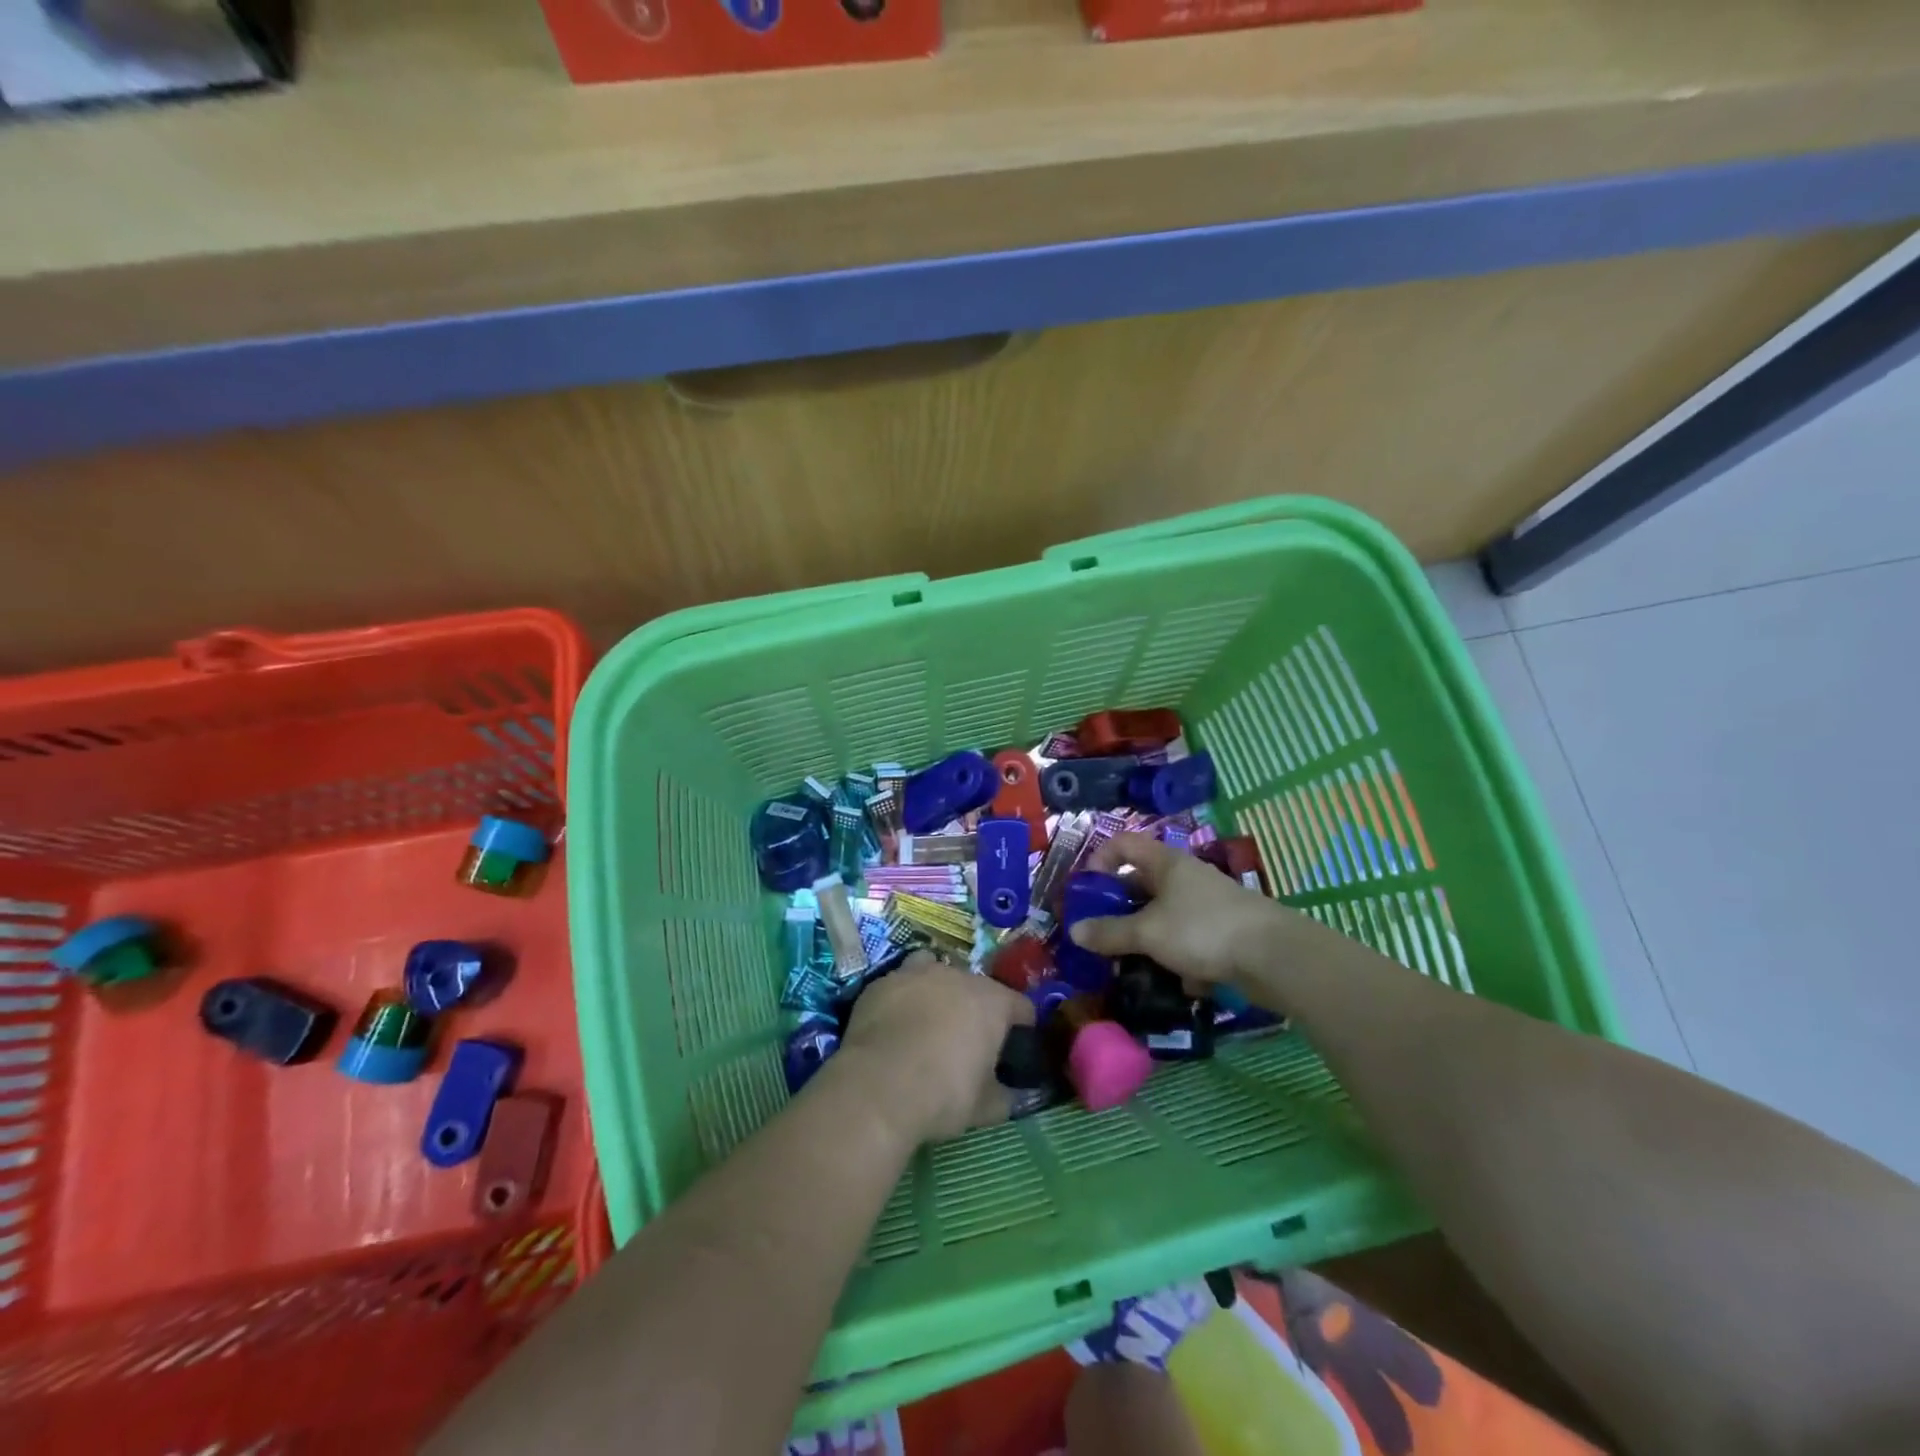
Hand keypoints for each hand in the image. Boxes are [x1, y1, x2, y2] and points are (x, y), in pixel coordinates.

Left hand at [840, 955, 1035, 1144]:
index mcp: (993, 1001)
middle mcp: (958, 976)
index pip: (1021, 1007)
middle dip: (975, 1010)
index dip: (1022, 1028)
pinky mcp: (881, 983)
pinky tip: (893, 1028)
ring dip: (937, 993)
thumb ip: (1005, 1096)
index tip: (1015, 1050)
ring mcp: (916, 973)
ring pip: (935, 973)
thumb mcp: (984, 1107)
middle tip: (967, 1043)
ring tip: (928, 1024)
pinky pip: (900, 986)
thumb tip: (1013, 1095)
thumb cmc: (943, 1094)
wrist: (878, 1086)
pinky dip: (902, 1002)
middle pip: (976, 987)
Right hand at [1070, 832, 1282, 987]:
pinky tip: (1185, 982)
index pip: (1123, 844)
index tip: (1085, 891)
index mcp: (1166, 863)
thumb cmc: (1202, 931)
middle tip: (1100, 935)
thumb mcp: (1147, 932)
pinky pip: (1190, 942)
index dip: (1099, 860)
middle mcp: (1185, 878)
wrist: (1275, 957)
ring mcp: (1207, 905)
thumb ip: (1110, 932)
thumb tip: (1075, 931)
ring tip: (1134, 965)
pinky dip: (1183, 960)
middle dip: (1120, 910)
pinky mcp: (1224, 933)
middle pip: (1141, 884)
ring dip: (1148, 940)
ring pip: (1165, 918)